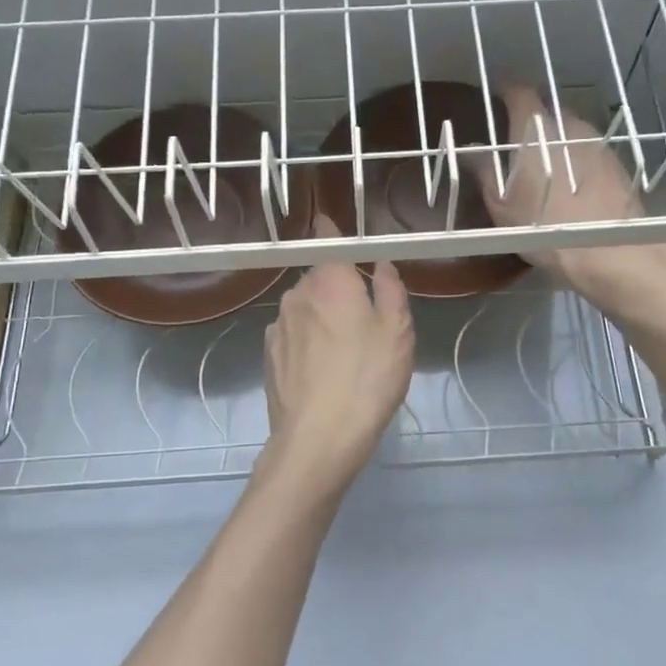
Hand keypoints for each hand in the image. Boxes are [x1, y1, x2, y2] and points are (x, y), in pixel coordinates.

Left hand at [262, 219, 414, 485]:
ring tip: (345, 351)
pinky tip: (322, 370)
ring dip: (322, 317)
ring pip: (304, 308)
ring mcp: (277, 326)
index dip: (331, 229)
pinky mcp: (268, 356)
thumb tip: (381, 264)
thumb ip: (390, 290)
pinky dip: (307, 342)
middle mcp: (297, 294)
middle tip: (365, 317)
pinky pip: (292, 335)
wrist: (318, 439)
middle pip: (318, 277)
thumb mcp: (397, 332)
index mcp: (329, 280)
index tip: (336, 226)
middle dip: (337, 287)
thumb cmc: (367, 378)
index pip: (326, 237)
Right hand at [478, 85, 665, 302]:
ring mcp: (598, 142)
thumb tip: (472, 149)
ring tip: (545, 168)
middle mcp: (569, 125)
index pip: (519, 92)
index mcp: (536, 129)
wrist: (611, 252)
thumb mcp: (502, 205)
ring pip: (570, 131)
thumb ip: (484, 170)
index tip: (495, 98)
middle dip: (531, 122)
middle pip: (547, 111)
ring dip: (556, 141)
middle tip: (515, 145)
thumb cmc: (546, 228)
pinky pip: (588, 151)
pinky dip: (576, 159)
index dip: (504, 91)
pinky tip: (571, 186)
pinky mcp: (617, 163)